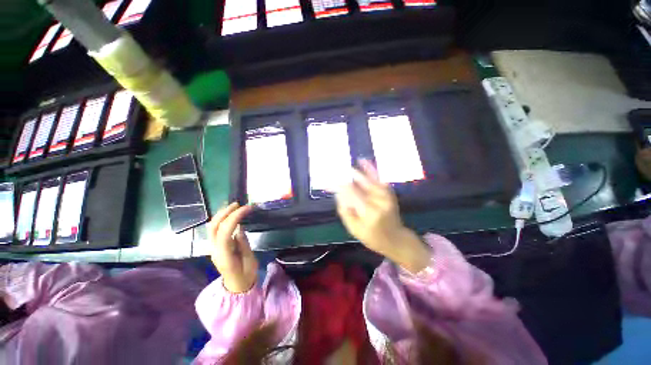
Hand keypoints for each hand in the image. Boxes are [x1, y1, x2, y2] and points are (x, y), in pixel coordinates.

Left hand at [209, 202, 257, 292]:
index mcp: (224, 255)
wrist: (236, 288)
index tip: (247, 208)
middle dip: (225, 212)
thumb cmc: (246, 276)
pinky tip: (230, 215)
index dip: (235, 217)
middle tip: (238, 204)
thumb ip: (243, 245)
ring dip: (222, 214)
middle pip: (213, 227)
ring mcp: (213, 248)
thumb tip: (239, 229)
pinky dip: (222, 219)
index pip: (225, 231)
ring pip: (212, 227)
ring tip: (234, 206)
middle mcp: (214, 250)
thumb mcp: (249, 261)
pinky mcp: (215, 246)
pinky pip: (215, 230)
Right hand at [335, 160, 429, 272]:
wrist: (396, 238)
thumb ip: (345, 211)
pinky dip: (371, 169)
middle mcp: (379, 200)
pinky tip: (363, 161)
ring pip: (369, 179)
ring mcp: (386, 195)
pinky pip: (378, 178)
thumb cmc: (372, 237)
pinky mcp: (389, 192)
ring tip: (345, 165)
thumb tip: (339, 194)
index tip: (330, 182)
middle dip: (347, 177)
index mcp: (369, 212)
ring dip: (356, 171)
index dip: (340, 186)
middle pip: (360, 184)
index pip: (352, 194)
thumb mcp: (354, 229)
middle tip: (335, 170)